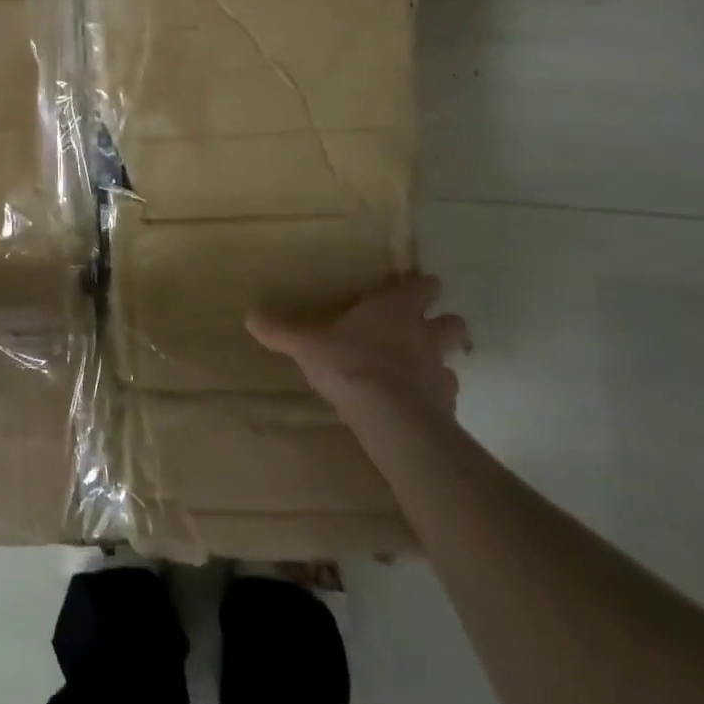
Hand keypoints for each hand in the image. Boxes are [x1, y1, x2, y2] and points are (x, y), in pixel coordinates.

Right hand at [248, 273, 470, 420]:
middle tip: (428, 329)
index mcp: (395, 309)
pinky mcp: (446, 405)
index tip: (414, 287)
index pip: (422, 287)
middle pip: (452, 322)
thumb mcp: (306, 344)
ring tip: (420, 370)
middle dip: (444, 323)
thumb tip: (250, 316)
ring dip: (440, 362)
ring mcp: (438, 370)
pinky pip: (445, 395)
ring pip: (453, 359)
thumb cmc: (349, 364)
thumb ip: (281, 331)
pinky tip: (417, 404)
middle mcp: (423, 334)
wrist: (390, 416)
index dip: (421, 286)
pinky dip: (435, 396)